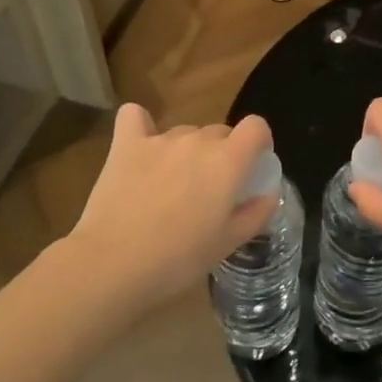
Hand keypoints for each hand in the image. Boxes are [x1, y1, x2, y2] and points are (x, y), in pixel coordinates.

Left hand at [66, 103, 277, 308]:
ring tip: (171, 186)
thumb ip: (255, 213)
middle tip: (208, 191)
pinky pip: (135, 116)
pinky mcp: (126, 144)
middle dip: (221, 154)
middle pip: (219, 133)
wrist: (114, 264)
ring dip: (186, 151)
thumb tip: (268, 194)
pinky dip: (141, 125)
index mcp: (228, 161)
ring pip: (184, 133)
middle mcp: (198, 141)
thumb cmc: (178, 259)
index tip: (253, 163)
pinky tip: (141, 144)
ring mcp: (160, 139)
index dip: (258, 141)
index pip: (256, 127)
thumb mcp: (228, 244)